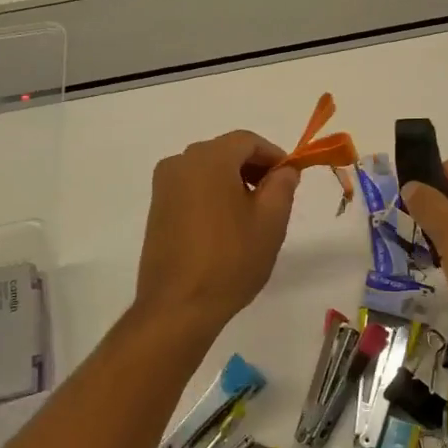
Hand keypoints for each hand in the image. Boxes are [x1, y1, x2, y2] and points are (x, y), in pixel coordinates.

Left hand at [134, 130, 300, 335]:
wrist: (178, 306)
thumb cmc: (230, 259)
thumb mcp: (270, 221)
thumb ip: (282, 185)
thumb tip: (284, 169)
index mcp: (209, 158)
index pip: (248, 141)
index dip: (274, 155)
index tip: (291, 179)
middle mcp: (180, 162)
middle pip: (225, 152)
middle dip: (254, 168)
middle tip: (276, 197)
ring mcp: (163, 185)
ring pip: (207, 170)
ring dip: (233, 182)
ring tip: (253, 215)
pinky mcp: (156, 208)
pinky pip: (191, 188)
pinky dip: (212, 195)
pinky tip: (226, 226)